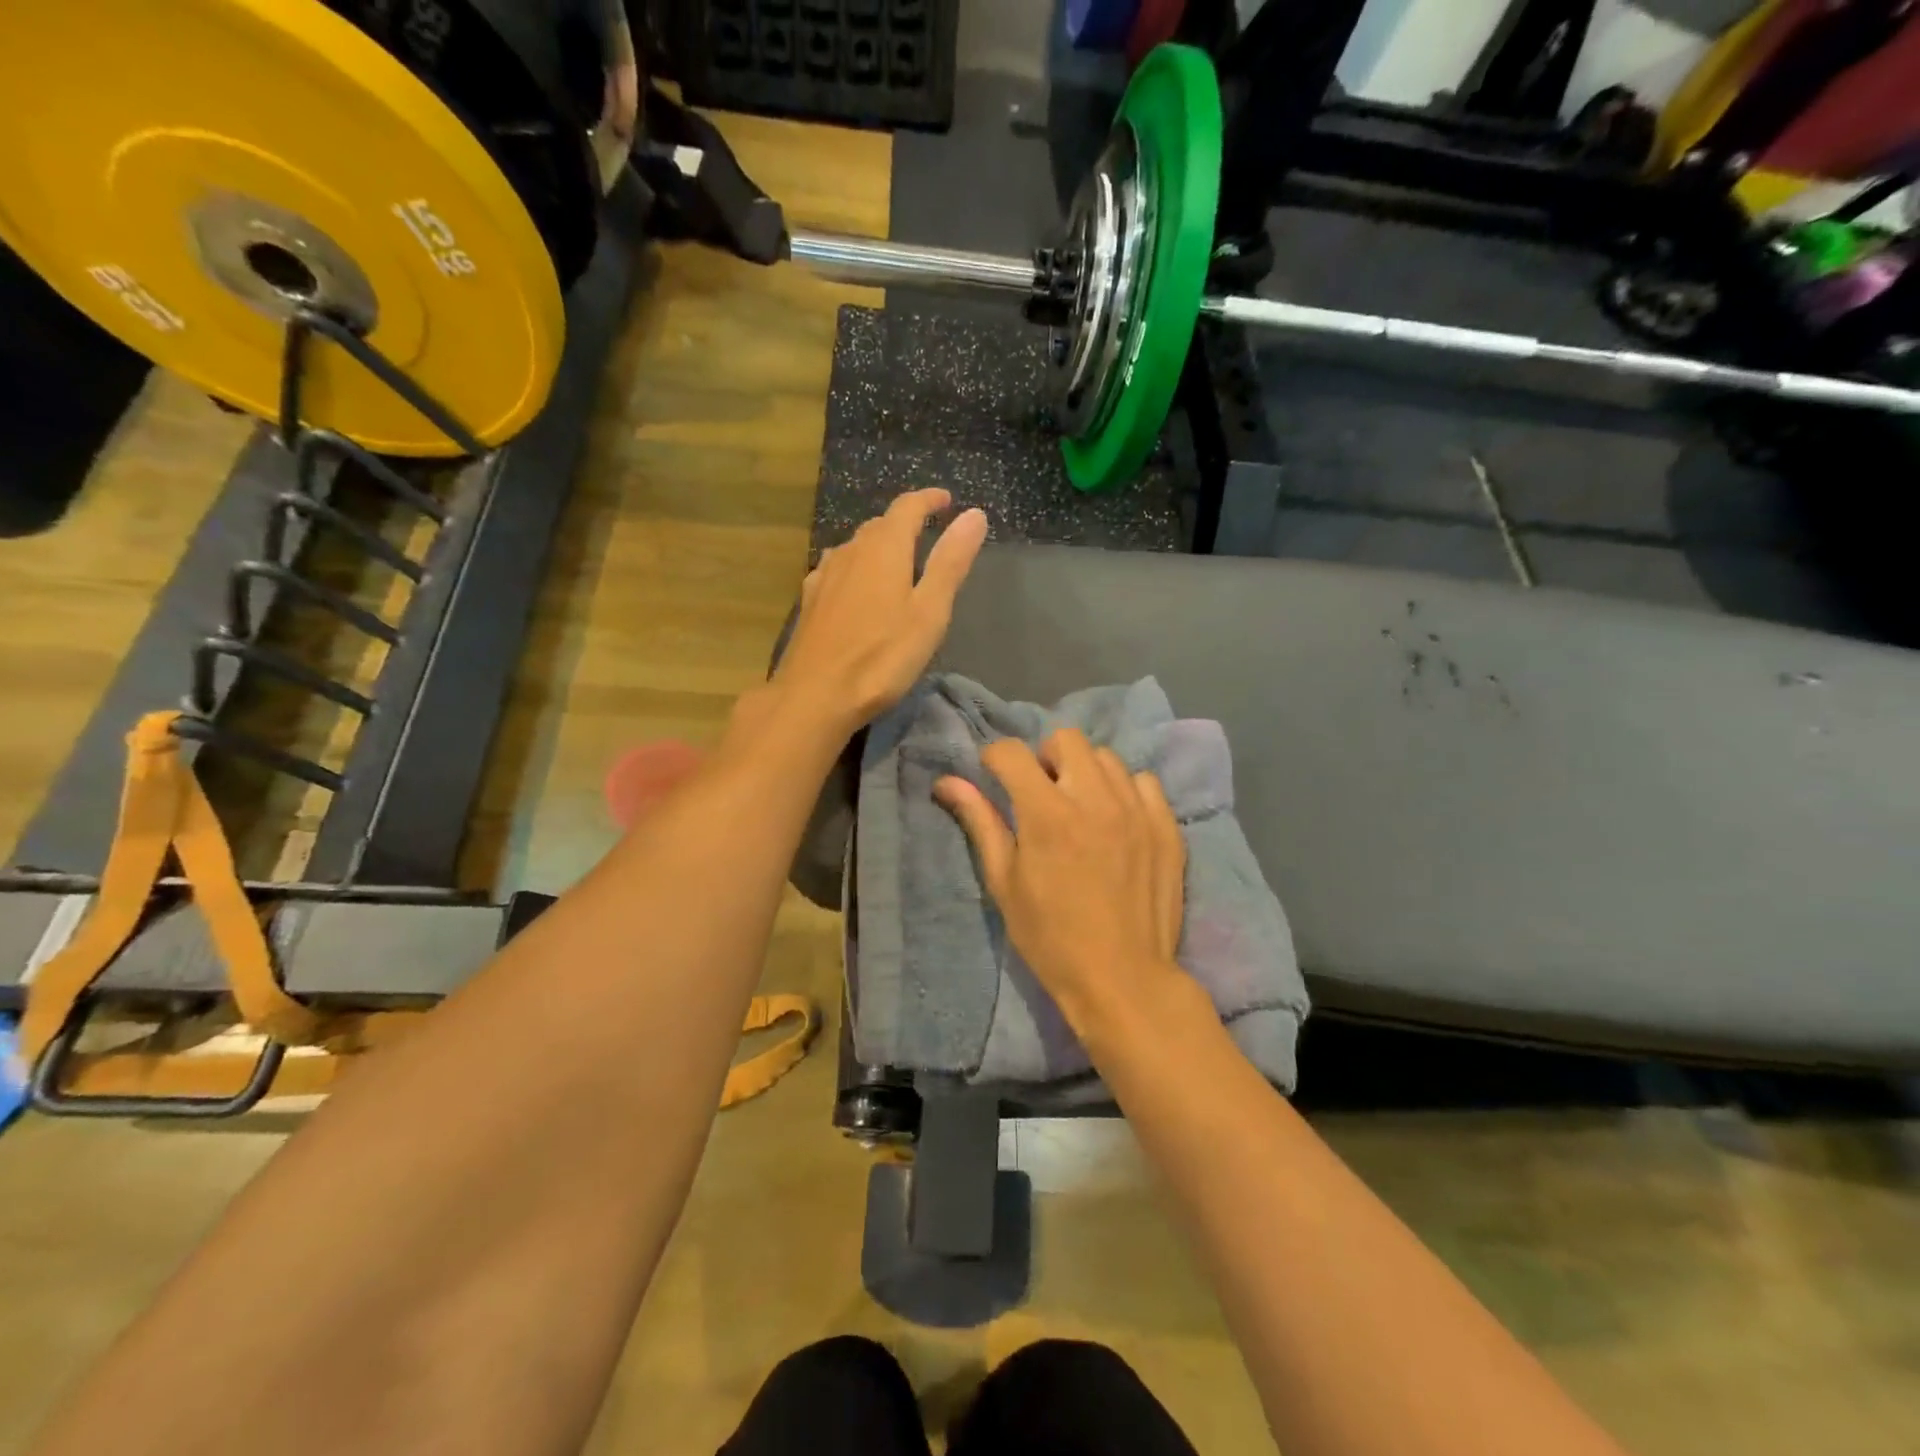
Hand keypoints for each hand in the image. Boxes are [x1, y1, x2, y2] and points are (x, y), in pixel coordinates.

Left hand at [774, 490, 987, 732]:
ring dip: (878, 544)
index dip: (929, 500)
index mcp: (883, 549)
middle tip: (926, 532)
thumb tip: (974, 515)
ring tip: (896, 559)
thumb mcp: (929, 612)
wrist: (815, 695)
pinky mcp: (809, 602)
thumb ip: (950, 562)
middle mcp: (850, 552)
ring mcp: (824, 576)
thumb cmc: (882, 658)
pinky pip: (837, 569)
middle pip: (879, 525)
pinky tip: (856, 586)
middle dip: (904, 522)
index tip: (946, 500)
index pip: (907, 507)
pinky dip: (856, 567)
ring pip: (855, 547)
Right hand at [935, 729, 1185, 1028]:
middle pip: (1065, 738)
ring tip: (1081, 808)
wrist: (1123, 978)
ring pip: (1106, 757)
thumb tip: (947, 781)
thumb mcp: (1004, 882)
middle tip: (1041, 794)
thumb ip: (980, 822)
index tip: (995, 778)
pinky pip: (1143, 782)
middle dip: (1044, 757)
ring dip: (1085, 772)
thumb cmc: (1050, 937)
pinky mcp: (1166, 825)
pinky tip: (1117, 821)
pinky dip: (1125, 790)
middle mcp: (1094, 798)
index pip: (1012, 752)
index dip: (994, 759)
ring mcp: (1136, 809)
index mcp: (1047, 813)